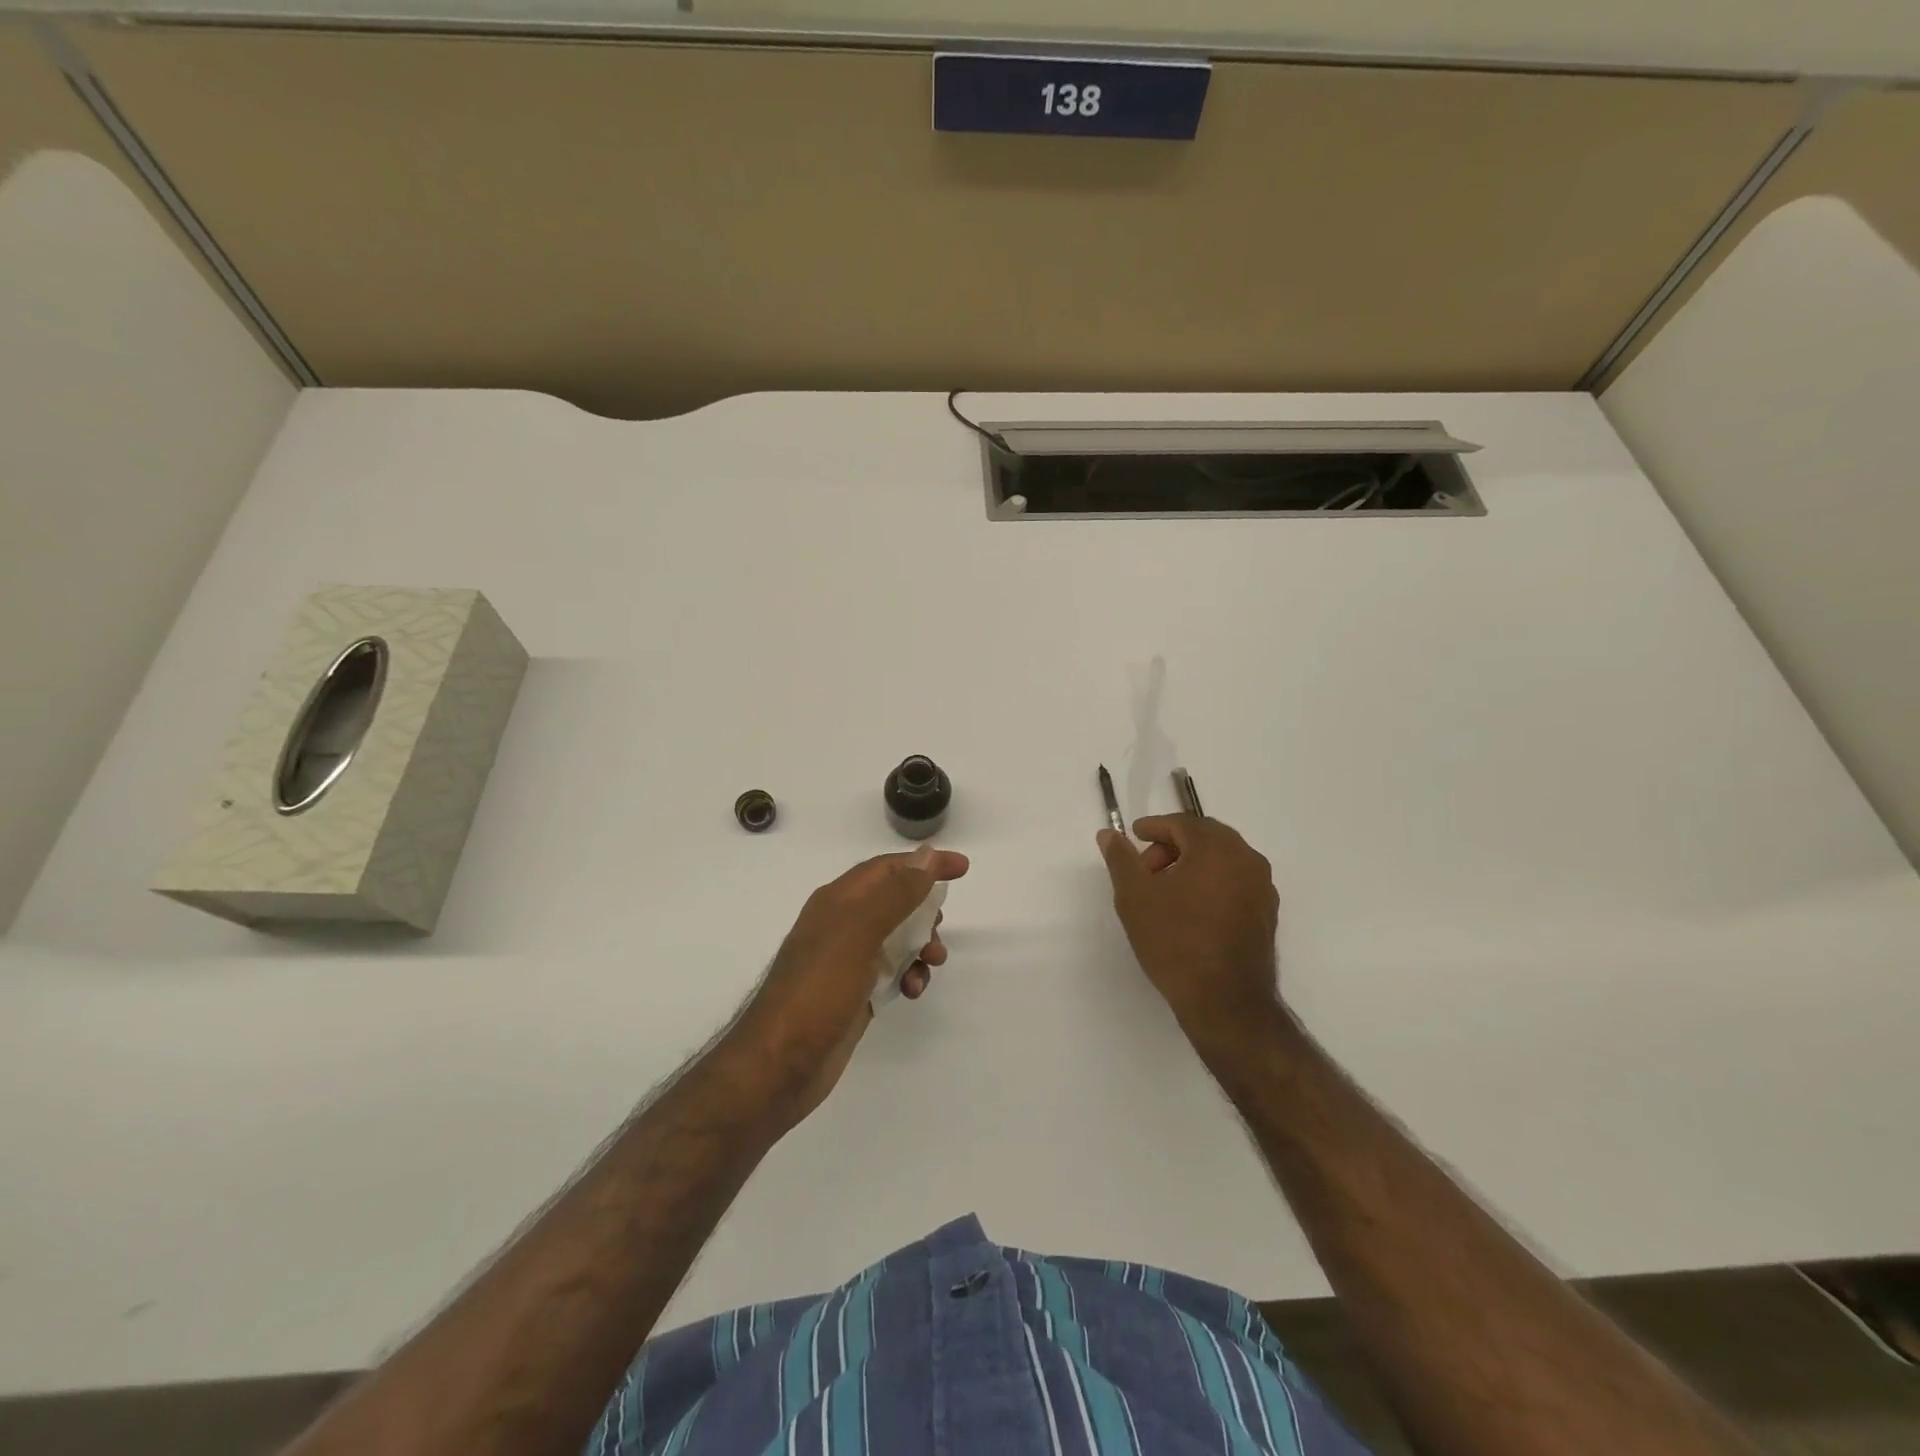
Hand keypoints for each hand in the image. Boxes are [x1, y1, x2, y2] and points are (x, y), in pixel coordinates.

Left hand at [732, 844, 968, 1128]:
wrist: (779, 1066)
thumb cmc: (818, 990)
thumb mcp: (859, 932)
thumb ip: (895, 893)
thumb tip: (926, 854)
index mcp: (838, 901)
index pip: (888, 868)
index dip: (924, 863)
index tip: (962, 868)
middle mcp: (842, 925)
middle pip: (895, 901)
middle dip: (925, 910)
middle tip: (939, 928)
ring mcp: (847, 961)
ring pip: (897, 938)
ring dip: (921, 945)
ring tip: (932, 963)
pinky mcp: (854, 993)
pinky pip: (892, 972)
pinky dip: (909, 975)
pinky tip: (911, 992)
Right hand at [1098, 815, 1280, 1048]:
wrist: (1225, 1001)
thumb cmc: (1175, 941)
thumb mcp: (1135, 897)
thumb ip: (1121, 859)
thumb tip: (1109, 834)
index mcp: (1217, 848)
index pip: (1182, 823)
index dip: (1153, 827)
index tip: (1133, 837)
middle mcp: (1247, 859)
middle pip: (1205, 837)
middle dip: (1172, 845)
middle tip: (1146, 868)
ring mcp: (1262, 887)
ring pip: (1222, 859)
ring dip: (1192, 864)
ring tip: (1165, 890)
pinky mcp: (1267, 913)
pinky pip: (1235, 881)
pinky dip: (1211, 882)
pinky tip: (1190, 909)